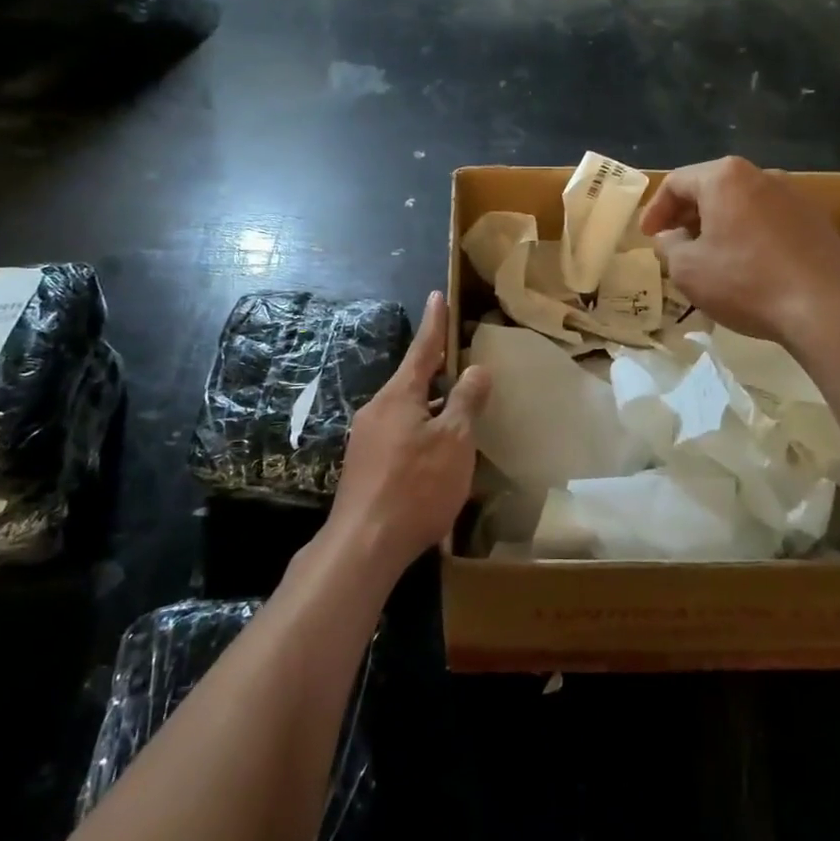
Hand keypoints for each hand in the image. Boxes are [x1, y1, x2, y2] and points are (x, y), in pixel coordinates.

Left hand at [327, 291, 490, 580]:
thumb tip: (476, 369)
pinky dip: (421, 432)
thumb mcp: (453, 441)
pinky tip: (437, 454)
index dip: (434, 323)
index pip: (422, 349)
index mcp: (398, 396)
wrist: (364, 544)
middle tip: (461, 363)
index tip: (436, 296)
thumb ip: (465, 402)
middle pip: (412, 382)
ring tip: (458, 413)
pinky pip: (399, 435)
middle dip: (436, 372)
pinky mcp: (364, 466)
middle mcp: (377, 410)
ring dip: (431, 407)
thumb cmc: (416, 485)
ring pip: (406, 411)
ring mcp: (366, 439)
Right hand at [639, 156, 839, 346]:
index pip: (677, 182)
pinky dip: (749, 236)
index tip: (648, 237)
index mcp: (725, 177)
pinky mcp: (817, 221)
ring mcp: (795, 196)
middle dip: (688, 216)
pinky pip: (769, 221)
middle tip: (674, 245)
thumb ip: (669, 246)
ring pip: (742, 204)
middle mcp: (762, 175)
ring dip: (719, 226)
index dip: (655, 210)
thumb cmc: (745, 282)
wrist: (827, 308)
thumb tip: (669, 236)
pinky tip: (747, 267)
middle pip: (712, 188)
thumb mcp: (687, 269)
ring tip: (709, 258)